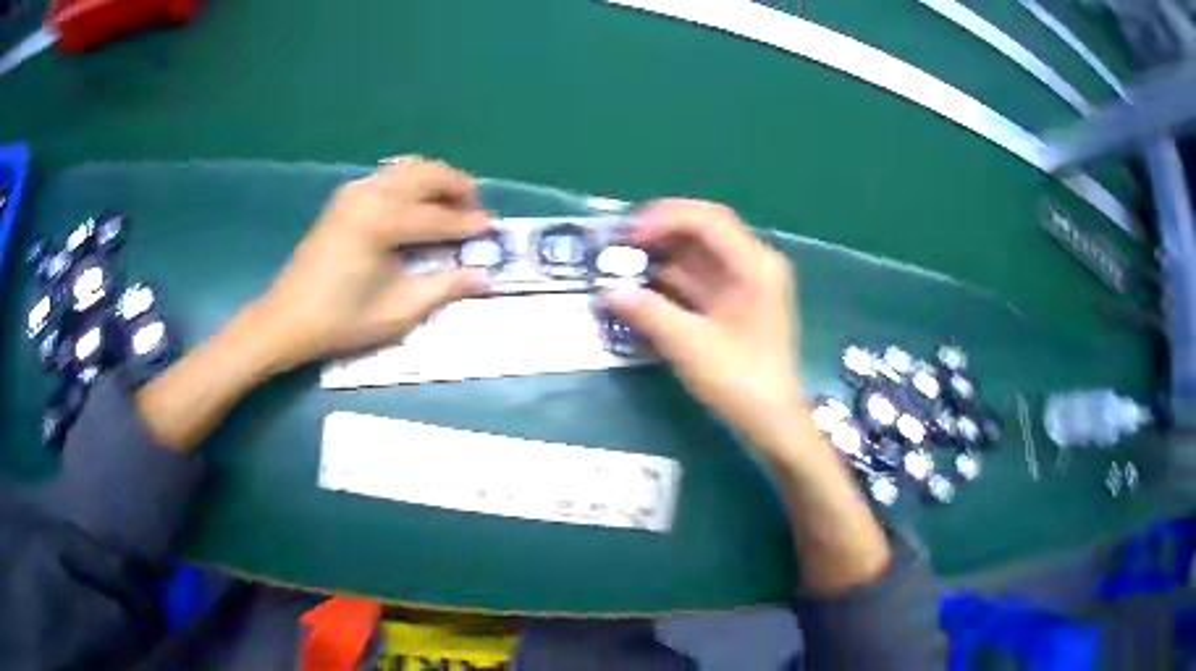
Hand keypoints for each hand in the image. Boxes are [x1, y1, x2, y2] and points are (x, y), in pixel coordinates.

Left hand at [250, 158, 490, 372]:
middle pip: (428, 174)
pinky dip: (414, 183)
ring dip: (437, 181)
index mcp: (383, 221)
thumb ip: (445, 287)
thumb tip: (485, 278)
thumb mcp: (398, 311)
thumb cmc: (341, 321)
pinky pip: (391, 175)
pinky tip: (419, 205)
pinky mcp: (346, 197)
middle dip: (458, 188)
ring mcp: (355, 191)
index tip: (494, 229)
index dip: (469, 223)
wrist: (287, 319)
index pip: (439, 216)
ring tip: (453, 206)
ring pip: (410, 168)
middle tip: (475, 213)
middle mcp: (371, 194)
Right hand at [605, 199, 801, 449]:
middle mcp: (754, 264)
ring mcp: (746, 282)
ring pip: (700, 252)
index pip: (709, 221)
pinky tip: (643, 283)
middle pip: (705, 230)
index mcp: (755, 265)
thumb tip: (608, 289)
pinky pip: (700, 276)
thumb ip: (649, 312)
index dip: (666, 218)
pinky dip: (672, 277)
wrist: (771, 421)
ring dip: (663, 254)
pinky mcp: (736, 301)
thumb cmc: (740, 382)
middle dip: (661, 232)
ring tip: (623, 260)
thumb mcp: (691, 346)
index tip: (628, 234)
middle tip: (620, 242)